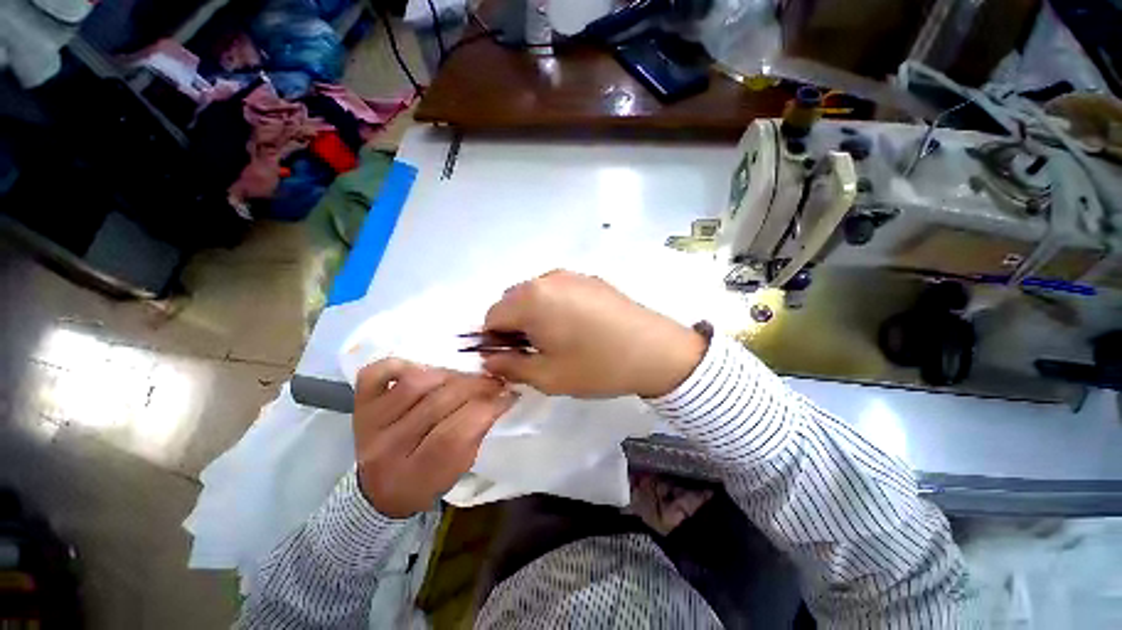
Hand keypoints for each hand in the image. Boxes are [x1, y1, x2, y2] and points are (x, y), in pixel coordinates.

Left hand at [352, 359, 515, 517]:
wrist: (378, 490)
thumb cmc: (427, 481)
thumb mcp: (459, 468)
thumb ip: (477, 432)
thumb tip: (501, 395)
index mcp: (416, 474)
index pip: (456, 434)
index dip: (488, 408)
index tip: (509, 394)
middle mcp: (388, 448)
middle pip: (438, 404)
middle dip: (476, 386)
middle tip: (494, 380)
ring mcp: (368, 423)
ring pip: (415, 383)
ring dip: (449, 375)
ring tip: (464, 377)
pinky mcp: (359, 404)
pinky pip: (377, 372)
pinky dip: (402, 364)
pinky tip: (423, 369)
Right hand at [482, 270, 706, 397]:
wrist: (656, 351)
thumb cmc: (598, 366)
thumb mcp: (548, 377)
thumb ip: (510, 366)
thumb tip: (489, 359)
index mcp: (531, 299)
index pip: (492, 316)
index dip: (494, 340)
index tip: (510, 358)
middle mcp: (547, 279)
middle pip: (512, 300)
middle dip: (513, 325)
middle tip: (535, 350)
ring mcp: (571, 275)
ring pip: (535, 293)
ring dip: (534, 314)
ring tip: (558, 339)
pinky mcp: (591, 278)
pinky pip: (558, 290)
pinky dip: (554, 305)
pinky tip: (577, 326)